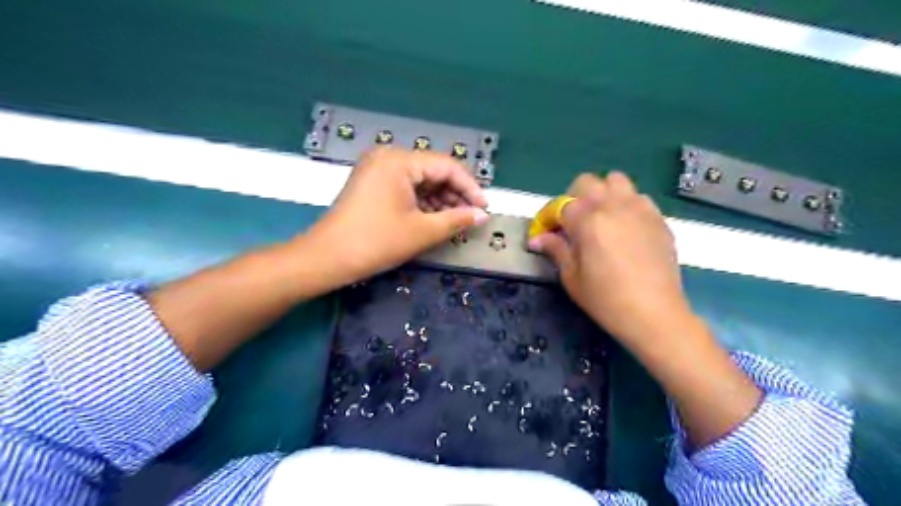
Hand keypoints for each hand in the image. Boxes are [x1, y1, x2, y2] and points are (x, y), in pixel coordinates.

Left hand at [307, 149, 488, 284]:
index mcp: (399, 160)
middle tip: (472, 217)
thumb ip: (457, 220)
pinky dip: (422, 203)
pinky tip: (436, 219)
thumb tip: (482, 215)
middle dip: (455, 195)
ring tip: (456, 222)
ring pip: (420, 181)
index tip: (484, 208)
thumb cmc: (376, 242)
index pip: (446, 166)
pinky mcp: (372, 185)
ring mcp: (377, 171)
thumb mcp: (422, 231)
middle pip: (433, 171)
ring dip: (440, 200)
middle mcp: (387, 158)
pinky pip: (405, 188)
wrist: (327, 259)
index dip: (470, 187)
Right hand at [530, 173, 691, 352]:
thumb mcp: (572, 277)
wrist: (654, 314)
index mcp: (587, 220)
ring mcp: (639, 209)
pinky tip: (625, 228)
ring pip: (617, 181)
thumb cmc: (606, 299)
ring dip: (603, 194)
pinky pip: (639, 198)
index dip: (548, 217)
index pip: (560, 205)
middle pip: (588, 182)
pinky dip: (627, 204)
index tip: (545, 232)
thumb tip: (537, 238)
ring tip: (601, 218)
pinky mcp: (658, 218)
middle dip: (574, 197)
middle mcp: (613, 206)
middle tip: (572, 222)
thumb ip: (555, 249)